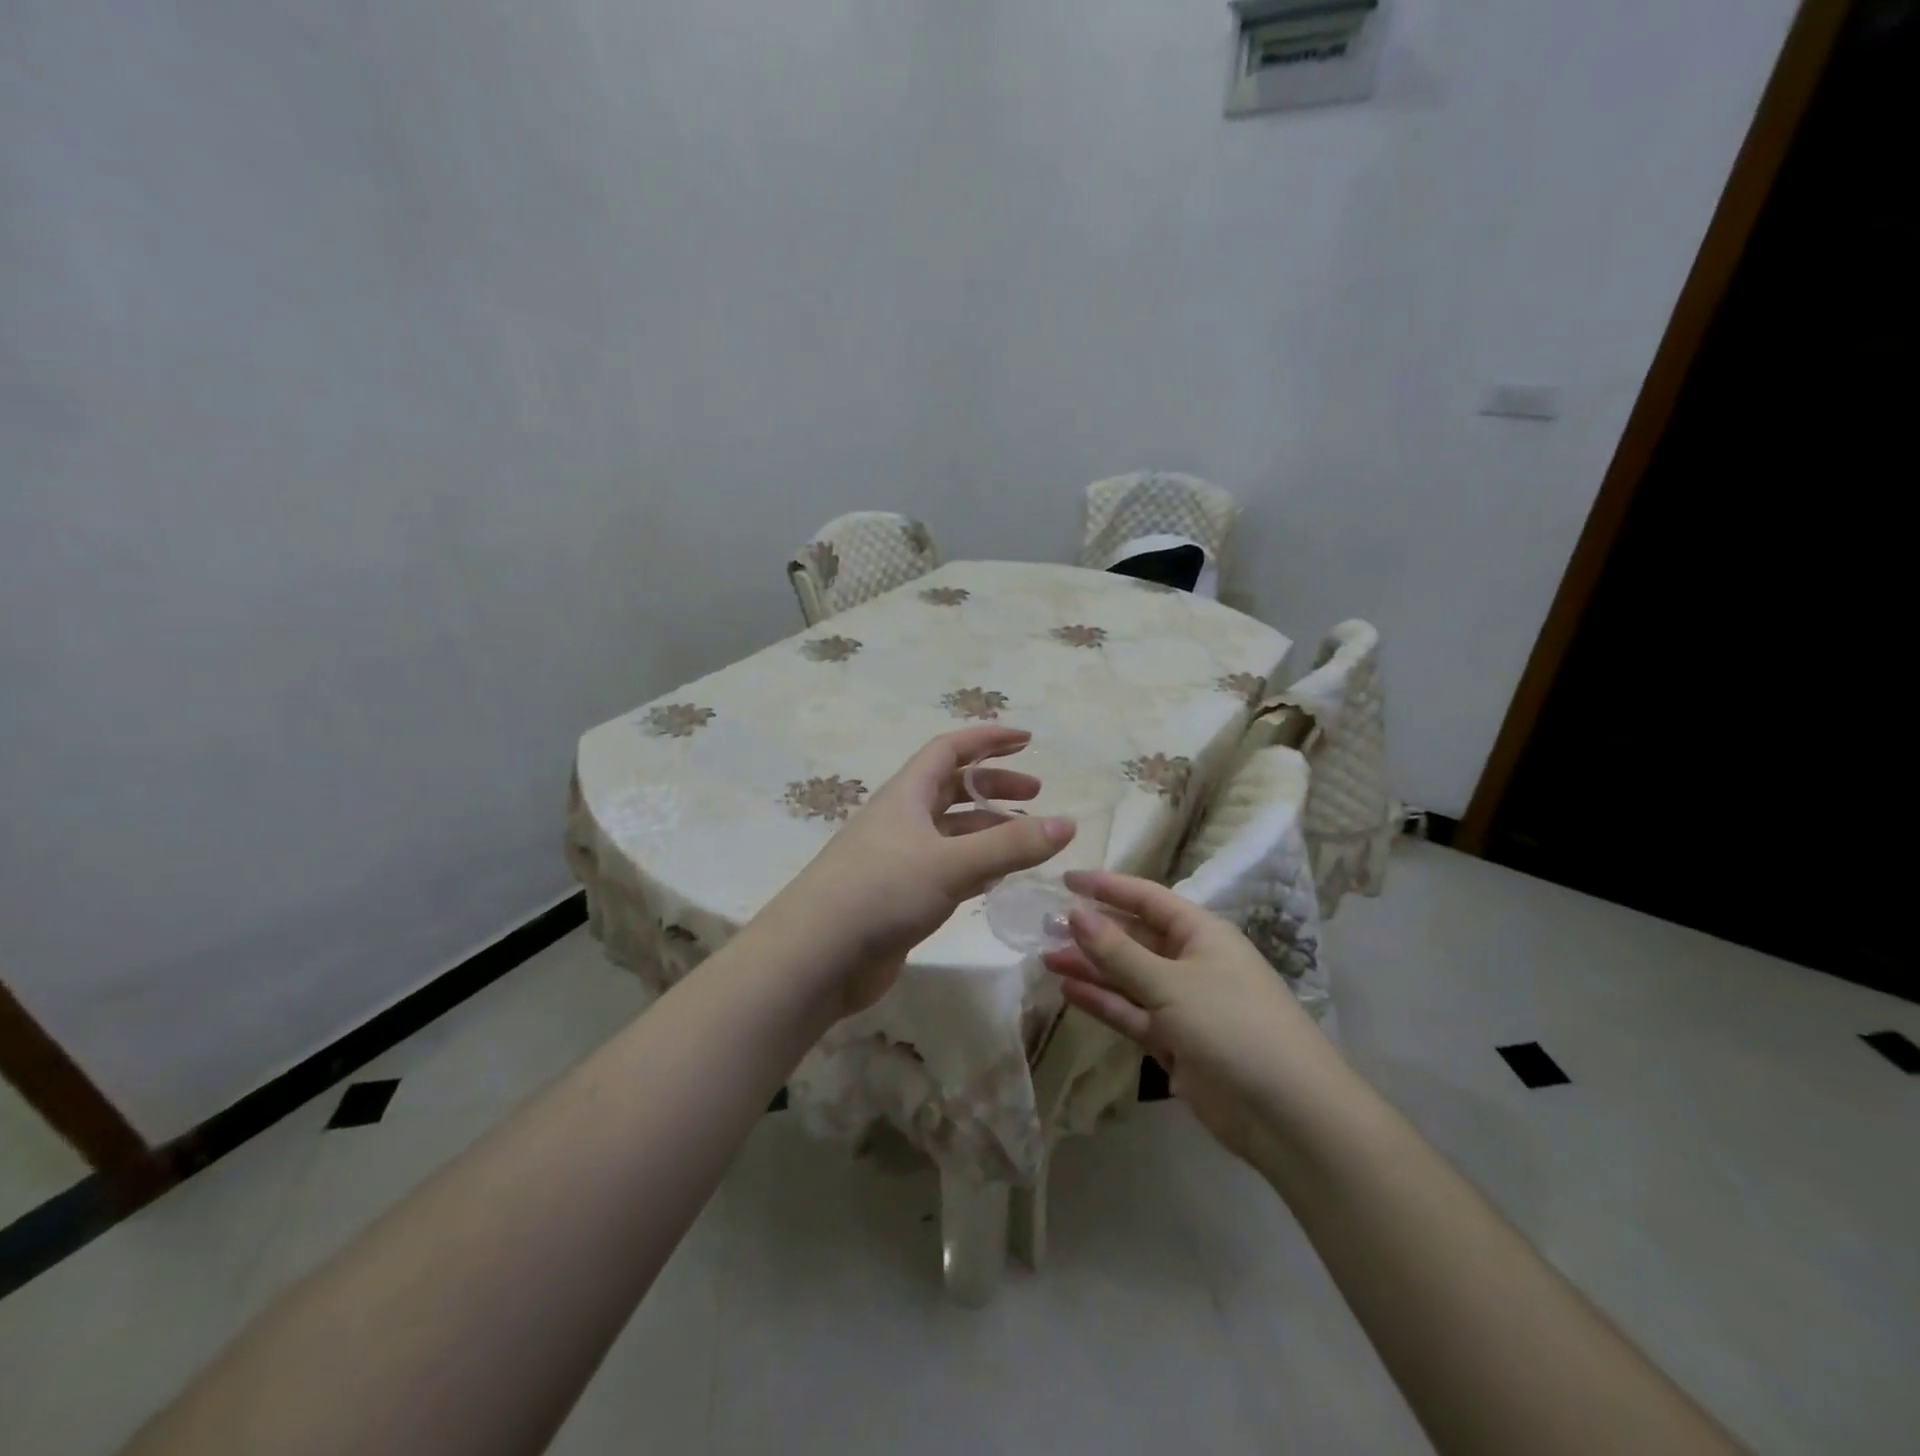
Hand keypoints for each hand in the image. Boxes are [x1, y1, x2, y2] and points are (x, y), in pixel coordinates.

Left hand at [774, 726, 1074, 1015]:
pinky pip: (945, 868)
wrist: (817, 956)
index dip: (988, 739)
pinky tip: (998, 879)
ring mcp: (898, 859)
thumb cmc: (881, 892)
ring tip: (1027, 839)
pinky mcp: (899, 896)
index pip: (950, 750)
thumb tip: (1067, 823)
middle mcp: (902, 819)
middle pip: (952, 788)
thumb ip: (1011, 845)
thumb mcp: (952, 863)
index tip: (1027, 740)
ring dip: (987, 828)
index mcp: (907, 794)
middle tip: (1036, 794)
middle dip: (994, 785)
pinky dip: (975, 866)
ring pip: (951, 831)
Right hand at [1042, 871, 1332, 1164]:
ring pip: (1128, 976)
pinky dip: (1103, 1002)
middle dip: (1093, 930)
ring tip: (1046, 957)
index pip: (1146, 898)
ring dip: (1091, 967)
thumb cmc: (1232, 1025)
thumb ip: (1118, 951)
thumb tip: (1075, 912)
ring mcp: (1183, 1003)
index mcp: (1201, 933)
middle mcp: (1191, 961)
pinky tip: (1068, 990)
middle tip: (1044, 925)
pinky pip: (1131, 1013)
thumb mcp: (1169, 982)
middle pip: (1134, 937)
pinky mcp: (1175, 1041)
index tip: (1064, 880)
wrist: (1288, 1113)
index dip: (1107, 886)